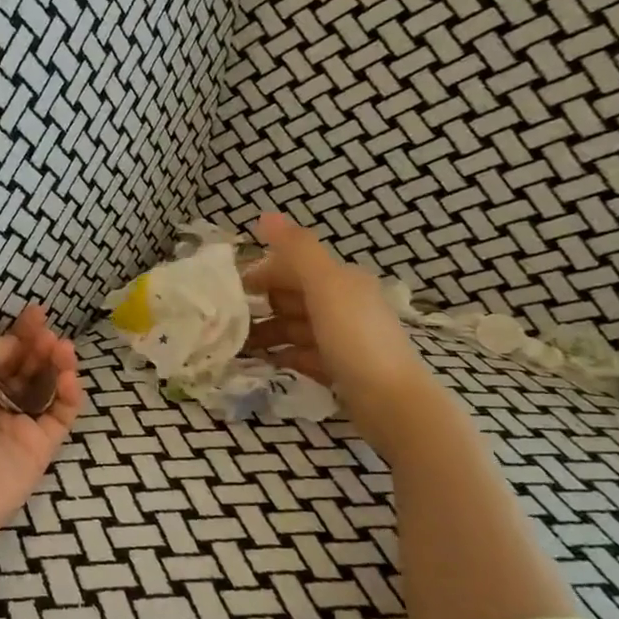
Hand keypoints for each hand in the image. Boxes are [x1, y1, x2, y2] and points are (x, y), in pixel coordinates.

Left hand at [0, 304, 83, 559]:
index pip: (0, 352)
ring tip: (64, 349)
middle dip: (39, 347)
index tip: (38, 313)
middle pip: (25, 368)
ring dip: (56, 365)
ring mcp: (16, 427)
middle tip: (50, 334)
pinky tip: (69, 377)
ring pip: (45, 389)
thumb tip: (16, 343)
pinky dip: (68, 395)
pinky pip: (60, 415)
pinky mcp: (39, 449)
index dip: (19, 332)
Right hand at [243, 212, 441, 456]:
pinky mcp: (340, 369)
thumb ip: (297, 250)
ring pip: (295, 327)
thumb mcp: (325, 287)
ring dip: (268, 332)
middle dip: (260, 305)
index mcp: (341, 280)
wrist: (392, 403)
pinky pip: (303, 355)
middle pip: (293, 297)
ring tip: (236, 346)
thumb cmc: (355, 339)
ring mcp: (343, 339)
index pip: (294, 267)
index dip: (261, 273)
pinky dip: (283, 355)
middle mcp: (344, 304)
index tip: (228, 290)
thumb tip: (265, 215)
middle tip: (226, 320)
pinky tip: (263, 364)